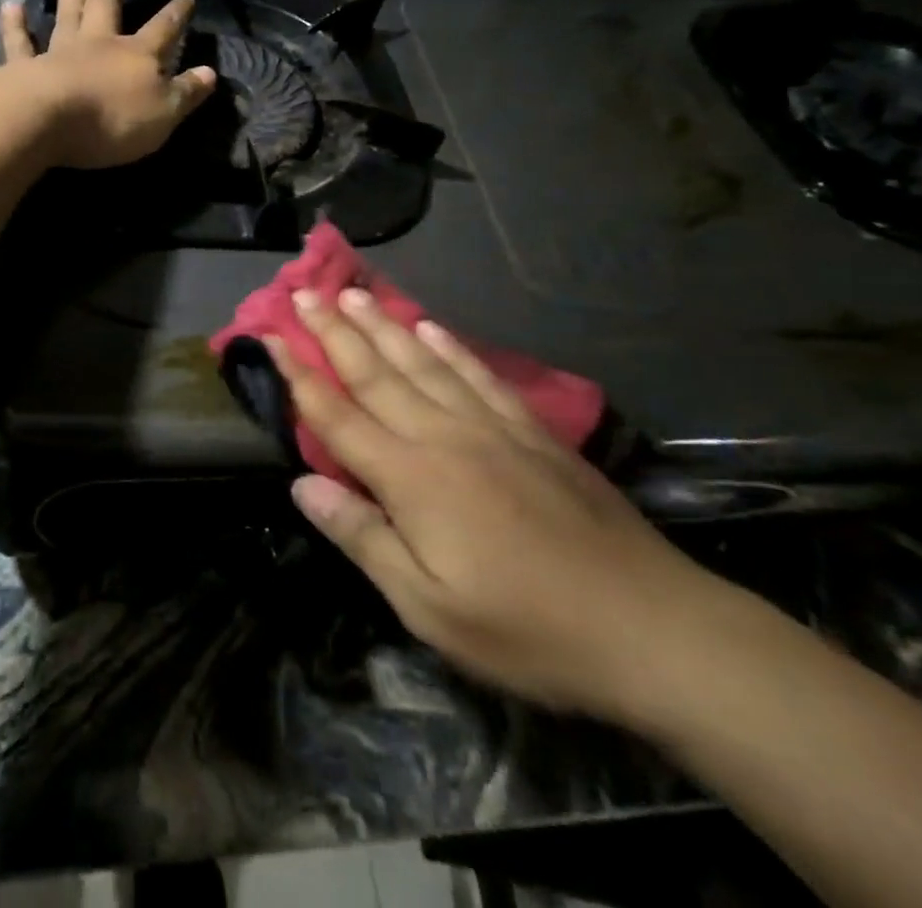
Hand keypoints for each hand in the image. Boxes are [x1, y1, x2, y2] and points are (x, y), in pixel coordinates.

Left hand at [0, 0, 216, 169]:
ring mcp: (60, 52)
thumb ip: (187, 93)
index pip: (163, 30)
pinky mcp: (25, 68)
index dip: (177, 15)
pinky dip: (15, 25)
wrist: (49, 121)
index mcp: (136, 55)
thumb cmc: (113, 120)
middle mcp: (98, 44)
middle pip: (106, 2)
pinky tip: (11, 6)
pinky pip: (20, 43)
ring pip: (67, 10)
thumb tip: (210, 73)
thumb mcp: (164, 113)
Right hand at [269, 289, 729, 723]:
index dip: (299, 375)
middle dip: (334, 331)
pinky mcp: (533, 432)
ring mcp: (492, 427)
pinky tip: (431, 326)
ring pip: (423, 362)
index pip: (337, 415)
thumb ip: (362, 538)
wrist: (651, 627)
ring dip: (383, 326)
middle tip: (304, 292)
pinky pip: (479, 376)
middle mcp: (444, 436)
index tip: (270, 336)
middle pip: (376, 373)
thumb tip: (302, 485)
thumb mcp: (429, 608)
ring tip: (354, 293)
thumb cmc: (527, 629)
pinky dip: (450, 347)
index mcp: (411, 478)